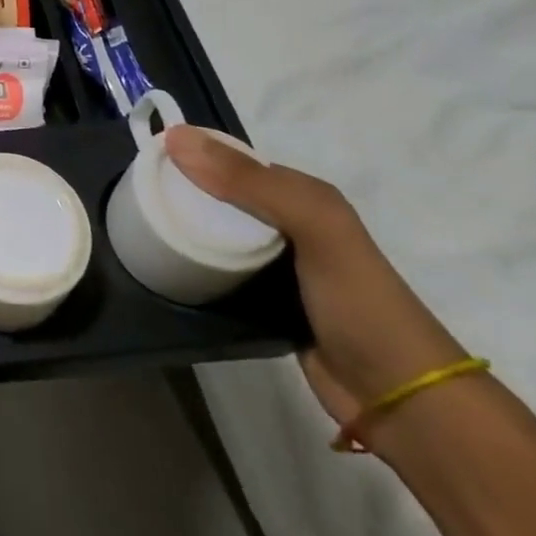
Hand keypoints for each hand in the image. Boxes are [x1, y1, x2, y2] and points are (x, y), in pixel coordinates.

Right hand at [163, 127, 463, 425]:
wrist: (400, 398)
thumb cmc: (358, 301)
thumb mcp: (312, 226)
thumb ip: (249, 182)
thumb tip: (175, 137)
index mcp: (304, 197)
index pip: (236, 163)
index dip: (194, 155)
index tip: (145, 157)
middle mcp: (290, 226)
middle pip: (223, 199)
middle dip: (184, 192)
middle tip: (134, 194)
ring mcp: (277, 269)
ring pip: (218, 236)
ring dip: (185, 230)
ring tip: (139, 226)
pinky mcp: (263, 305)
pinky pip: (219, 273)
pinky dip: (194, 266)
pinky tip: (165, 266)